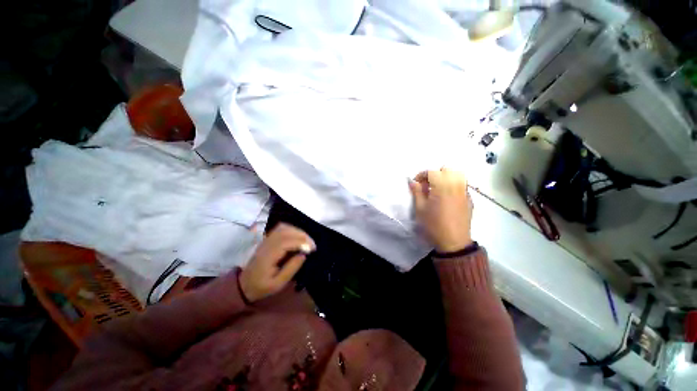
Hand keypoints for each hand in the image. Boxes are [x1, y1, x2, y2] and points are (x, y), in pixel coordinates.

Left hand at [239, 223, 315, 301]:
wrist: (244, 284)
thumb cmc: (262, 286)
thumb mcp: (278, 284)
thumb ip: (291, 269)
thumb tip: (304, 255)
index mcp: (268, 256)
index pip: (286, 242)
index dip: (301, 243)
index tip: (312, 249)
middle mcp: (266, 244)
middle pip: (286, 232)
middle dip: (302, 236)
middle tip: (312, 245)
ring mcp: (266, 240)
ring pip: (284, 228)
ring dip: (298, 231)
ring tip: (307, 241)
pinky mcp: (268, 239)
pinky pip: (281, 228)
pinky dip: (292, 229)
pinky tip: (298, 236)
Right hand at [408, 168, 472, 252]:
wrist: (454, 243)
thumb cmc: (433, 225)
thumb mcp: (420, 209)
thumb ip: (417, 192)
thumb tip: (412, 181)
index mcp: (442, 187)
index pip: (432, 172)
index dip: (421, 175)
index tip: (415, 183)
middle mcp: (456, 186)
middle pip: (447, 170)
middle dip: (435, 174)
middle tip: (427, 186)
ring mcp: (465, 193)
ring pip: (457, 176)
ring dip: (445, 178)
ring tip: (437, 190)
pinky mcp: (469, 200)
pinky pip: (462, 186)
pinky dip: (453, 186)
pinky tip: (447, 198)